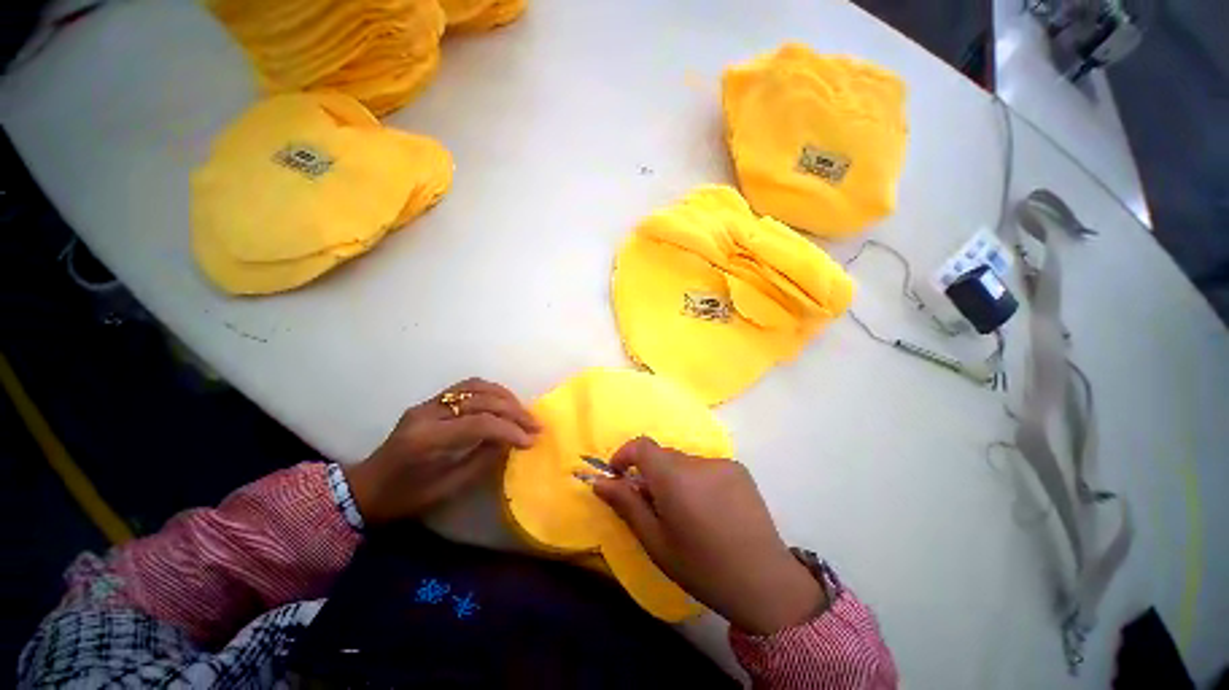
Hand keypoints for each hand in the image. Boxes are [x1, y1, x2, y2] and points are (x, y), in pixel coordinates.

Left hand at [344, 378, 539, 525]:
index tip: (531, 441)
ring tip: (524, 412)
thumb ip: (481, 462)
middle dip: (514, 412)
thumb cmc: (404, 497)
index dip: (509, 429)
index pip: (478, 423)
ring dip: (505, 397)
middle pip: (481, 400)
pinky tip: (505, 402)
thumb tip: (511, 442)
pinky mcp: (432, 401)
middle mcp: (427, 413)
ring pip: (476, 387)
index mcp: (427, 439)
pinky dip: (491, 392)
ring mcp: (428, 403)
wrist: (367, 487)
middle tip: (535, 425)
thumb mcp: (445, 489)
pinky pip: (467, 387)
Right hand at [593, 437, 822, 635]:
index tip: (619, 475)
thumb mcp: (656, 541)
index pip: (642, 446)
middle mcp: (698, 461)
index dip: (625, 455)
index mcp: (674, 477)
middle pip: (663, 456)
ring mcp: (722, 462)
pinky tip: (710, 510)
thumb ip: (626, 505)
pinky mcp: (739, 469)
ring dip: (676, 478)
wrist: (765, 582)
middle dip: (651, 474)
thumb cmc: (702, 567)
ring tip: (687, 513)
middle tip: (655, 507)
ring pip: (684, 462)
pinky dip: (697, 480)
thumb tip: (599, 482)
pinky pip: (706, 467)